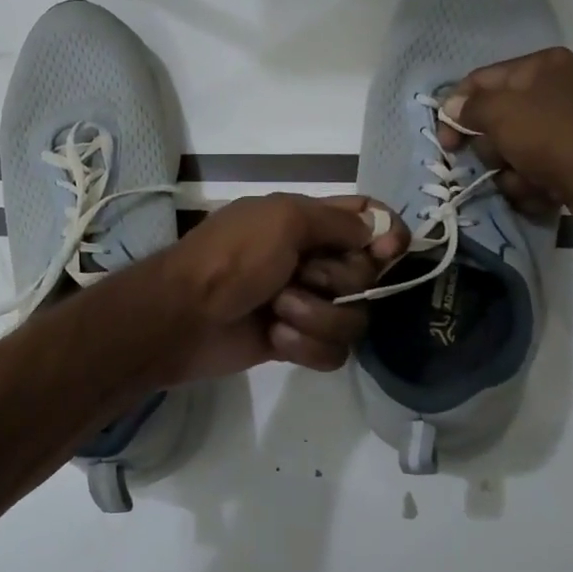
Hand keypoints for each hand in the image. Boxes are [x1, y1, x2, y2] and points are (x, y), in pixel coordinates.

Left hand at [155, 193, 409, 382]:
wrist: (182, 317)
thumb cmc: (231, 258)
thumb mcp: (282, 219)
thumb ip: (336, 221)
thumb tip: (376, 231)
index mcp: (307, 221)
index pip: (367, 220)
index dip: (387, 233)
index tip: (390, 251)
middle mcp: (313, 260)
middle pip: (367, 275)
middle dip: (335, 281)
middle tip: (298, 276)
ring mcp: (306, 303)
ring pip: (354, 318)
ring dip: (316, 317)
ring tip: (276, 312)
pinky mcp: (296, 342)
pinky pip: (334, 352)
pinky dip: (306, 346)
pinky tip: (274, 338)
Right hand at [435, 47, 572, 225]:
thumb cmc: (554, 138)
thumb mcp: (501, 113)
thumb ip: (470, 107)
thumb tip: (454, 108)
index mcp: (542, 66)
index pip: (481, 80)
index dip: (455, 109)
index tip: (445, 141)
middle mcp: (556, 91)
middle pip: (495, 120)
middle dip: (490, 148)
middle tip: (498, 160)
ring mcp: (567, 129)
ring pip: (512, 152)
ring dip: (510, 173)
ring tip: (527, 181)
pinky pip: (534, 173)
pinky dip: (532, 187)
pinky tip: (544, 193)